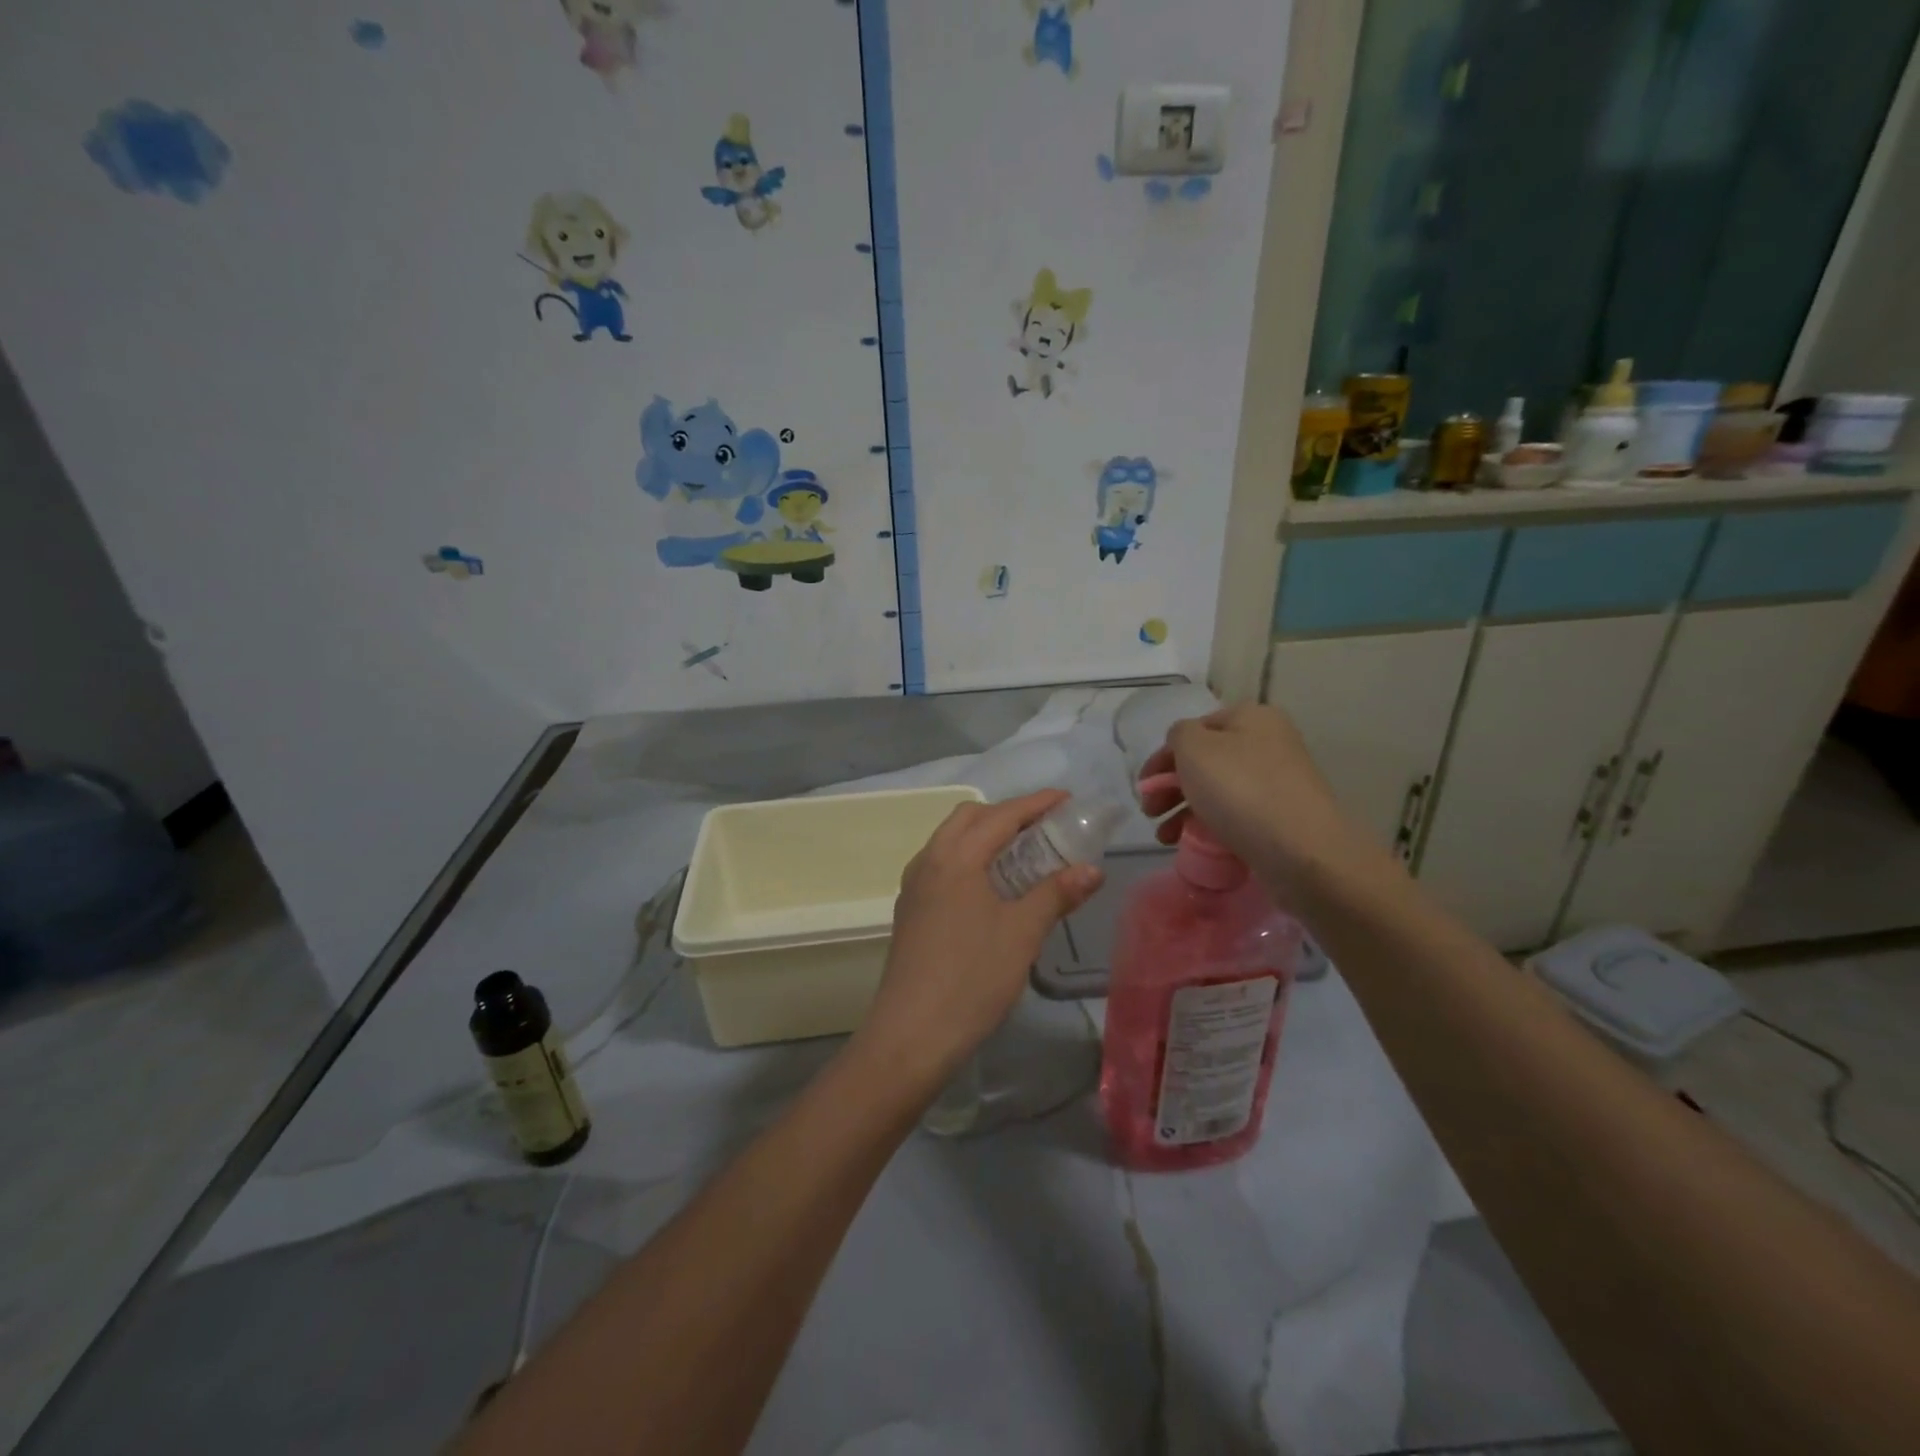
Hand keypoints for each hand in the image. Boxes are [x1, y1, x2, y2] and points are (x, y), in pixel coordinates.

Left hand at [853, 791, 1102, 1088]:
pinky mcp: (910, 910)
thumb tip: (1091, 869)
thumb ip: (1056, 894)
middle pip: (969, 818)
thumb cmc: (972, 978)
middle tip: (1045, 828)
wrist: (911, 1035)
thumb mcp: (1022, 933)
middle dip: (1008, 814)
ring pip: (951, 841)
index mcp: (955, 858)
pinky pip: (942, 865)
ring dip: (986, 836)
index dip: (1036, 804)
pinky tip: (991, 888)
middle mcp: (929, 861)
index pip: (1000, 815)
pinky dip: (970, 859)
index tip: (1067, 799)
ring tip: (1023, 855)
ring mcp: (914, 887)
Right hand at [1139, 704, 1385, 903]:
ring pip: (1217, 791)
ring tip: (1165, 837)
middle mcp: (1268, 743)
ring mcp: (1278, 782)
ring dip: (1184, 810)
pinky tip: (1193, 845)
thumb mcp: (1194, 748)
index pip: (1194, 729)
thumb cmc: (1241, 790)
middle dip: (1170, 788)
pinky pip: (1235, 816)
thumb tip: (1184, 745)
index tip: (1144, 787)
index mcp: (1251, 717)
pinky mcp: (1281, 817)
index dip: (1163, 757)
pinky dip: (1209, 826)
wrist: (1302, 851)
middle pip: (1205, 761)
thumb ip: (1178, 735)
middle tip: (1150, 813)